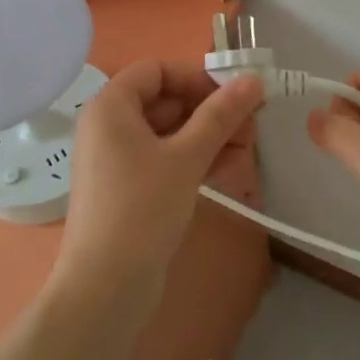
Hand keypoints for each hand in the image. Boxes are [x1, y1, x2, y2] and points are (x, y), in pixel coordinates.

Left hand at [58, 60, 263, 299]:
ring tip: (248, 147)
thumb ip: (221, 115)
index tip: (232, 95)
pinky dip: (193, 157)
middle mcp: (107, 126)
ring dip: (208, 134)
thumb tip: (254, 79)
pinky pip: (163, 158)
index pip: (156, 70)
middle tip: (251, 124)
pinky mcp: (126, 188)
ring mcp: (116, 159)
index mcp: (110, 106)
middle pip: (165, 100)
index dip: (196, 77)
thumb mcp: (187, 156)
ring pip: (168, 131)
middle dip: (210, 109)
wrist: (105, 289)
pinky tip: (227, 167)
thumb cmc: (142, 208)